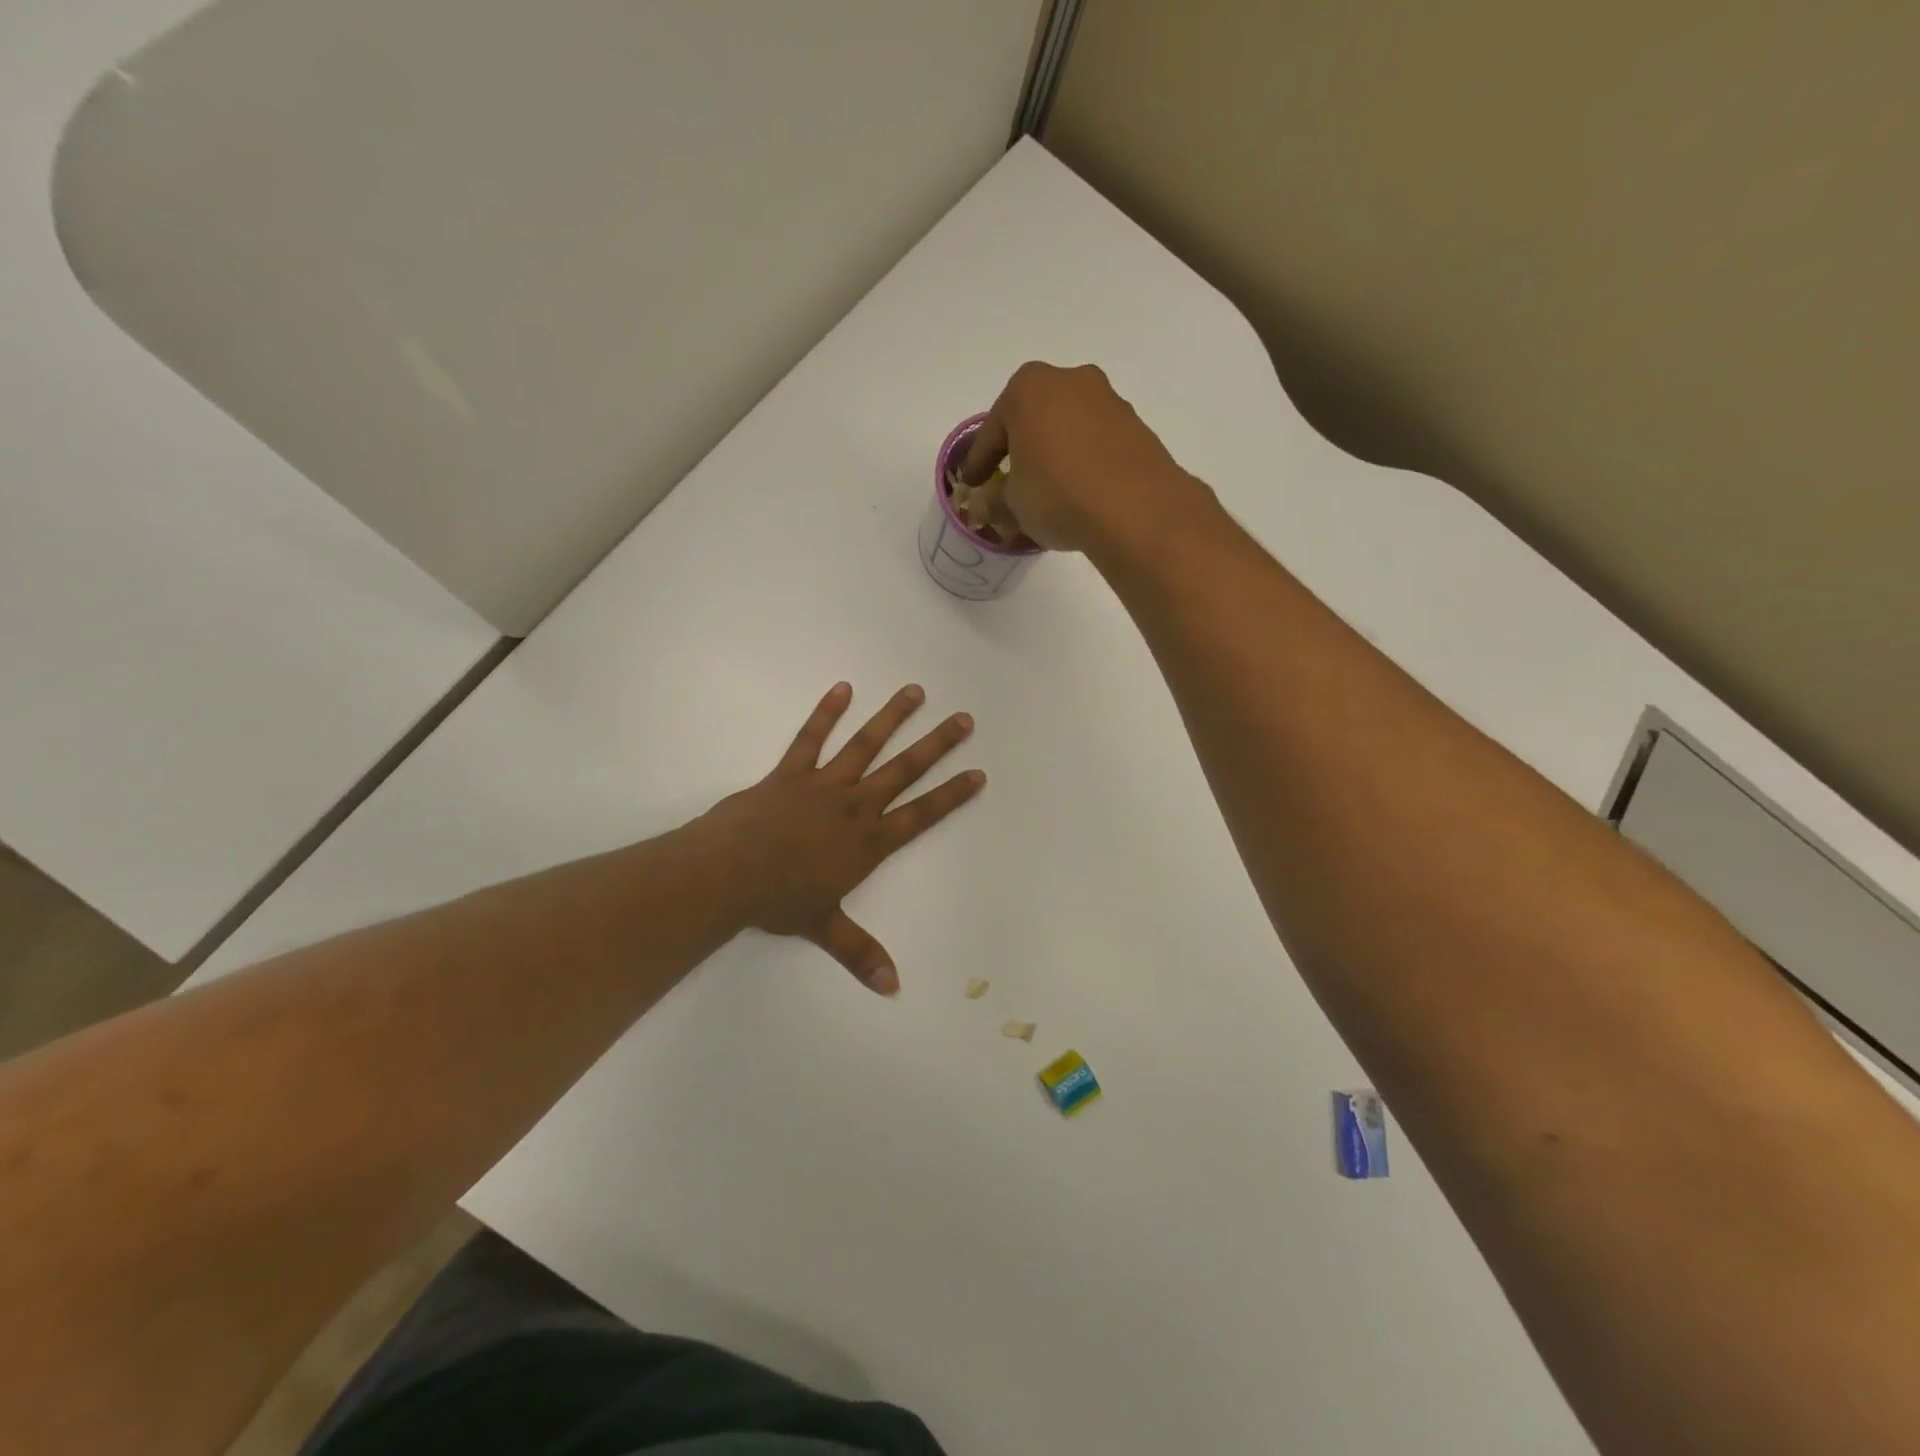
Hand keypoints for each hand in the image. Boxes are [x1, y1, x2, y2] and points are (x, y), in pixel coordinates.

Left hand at [694, 682, 984, 994]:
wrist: (728, 873)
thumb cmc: (779, 901)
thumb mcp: (824, 928)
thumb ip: (860, 953)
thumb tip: (893, 988)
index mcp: (868, 842)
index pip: (921, 815)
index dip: (951, 795)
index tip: (978, 773)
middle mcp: (854, 806)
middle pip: (904, 770)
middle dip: (936, 745)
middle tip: (964, 719)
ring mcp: (823, 785)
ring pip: (865, 746)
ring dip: (891, 718)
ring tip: (915, 691)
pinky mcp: (790, 772)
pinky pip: (811, 738)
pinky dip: (826, 713)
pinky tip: (842, 688)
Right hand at [958, 362, 1206, 553]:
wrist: (1137, 510)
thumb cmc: (1058, 495)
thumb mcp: (1013, 505)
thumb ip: (994, 500)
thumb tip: (986, 503)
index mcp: (1028, 388)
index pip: (990, 432)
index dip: (977, 464)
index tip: (971, 484)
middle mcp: (1069, 380)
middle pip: (1031, 420)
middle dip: (1018, 450)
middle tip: (1007, 482)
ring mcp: (1107, 400)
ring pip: (1066, 429)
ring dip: (1053, 455)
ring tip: (1046, 491)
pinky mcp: (1135, 426)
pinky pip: (1094, 443)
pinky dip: (1081, 462)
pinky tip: (1078, 492)